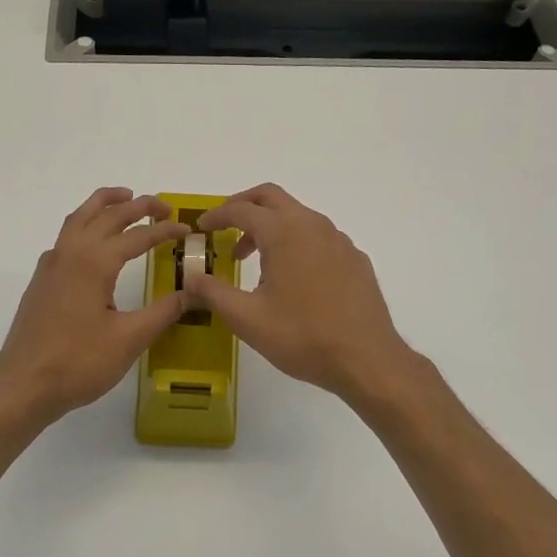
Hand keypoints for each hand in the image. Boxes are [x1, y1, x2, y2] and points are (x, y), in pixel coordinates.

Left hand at [0, 188, 190, 423]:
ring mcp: (51, 265)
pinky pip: (65, 236)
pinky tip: (93, 242)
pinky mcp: (41, 280)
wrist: (23, 386)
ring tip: (125, 198)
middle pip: (107, 215)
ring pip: (79, 218)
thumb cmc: (78, 363)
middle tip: (164, 207)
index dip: (165, 230)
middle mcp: (70, 253)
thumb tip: (194, 292)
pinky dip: (85, 223)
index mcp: (94, 262)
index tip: (187, 229)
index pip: (137, 236)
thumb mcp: (130, 339)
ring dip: (104, 204)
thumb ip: (164, 311)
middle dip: (138, 205)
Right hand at [185, 184, 420, 405]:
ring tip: (254, 260)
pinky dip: (296, 242)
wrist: (367, 359)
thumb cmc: (302, 336)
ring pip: (297, 216)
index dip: (216, 216)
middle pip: (271, 197)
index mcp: (284, 232)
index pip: (241, 210)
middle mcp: (312, 225)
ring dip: (270, 226)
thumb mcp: (247, 319)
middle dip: (243, 206)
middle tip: (224, 228)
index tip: (201, 228)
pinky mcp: (355, 258)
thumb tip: (190, 278)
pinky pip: (319, 236)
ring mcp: (338, 240)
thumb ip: (213, 293)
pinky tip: (292, 277)